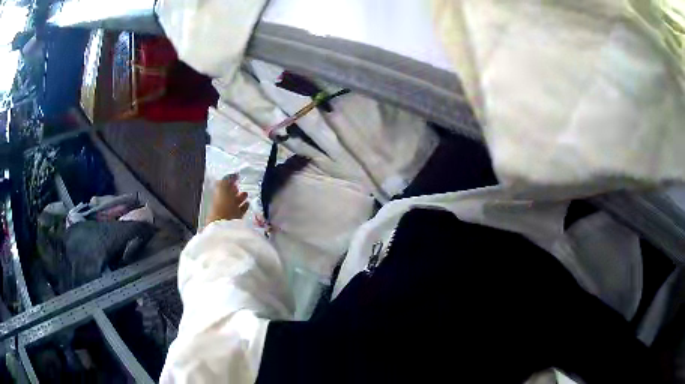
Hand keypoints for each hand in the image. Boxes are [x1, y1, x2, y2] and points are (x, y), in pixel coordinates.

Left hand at [206, 174, 248, 225]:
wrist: (224, 226)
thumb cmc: (222, 205)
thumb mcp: (223, 188)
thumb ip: (226, 180)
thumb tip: (232, 173)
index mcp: (217, 195)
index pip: (223, 186)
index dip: (229, 181)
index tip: (236, 177)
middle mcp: (222, 203)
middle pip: (228, 195)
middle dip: (235, 190)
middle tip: (240, 185)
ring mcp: (228, 212)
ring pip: (235, 203)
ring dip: (240, 198)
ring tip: (246, 194)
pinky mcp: (235, 220)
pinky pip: (240, 211)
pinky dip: (244, 207)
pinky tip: (248, 204)